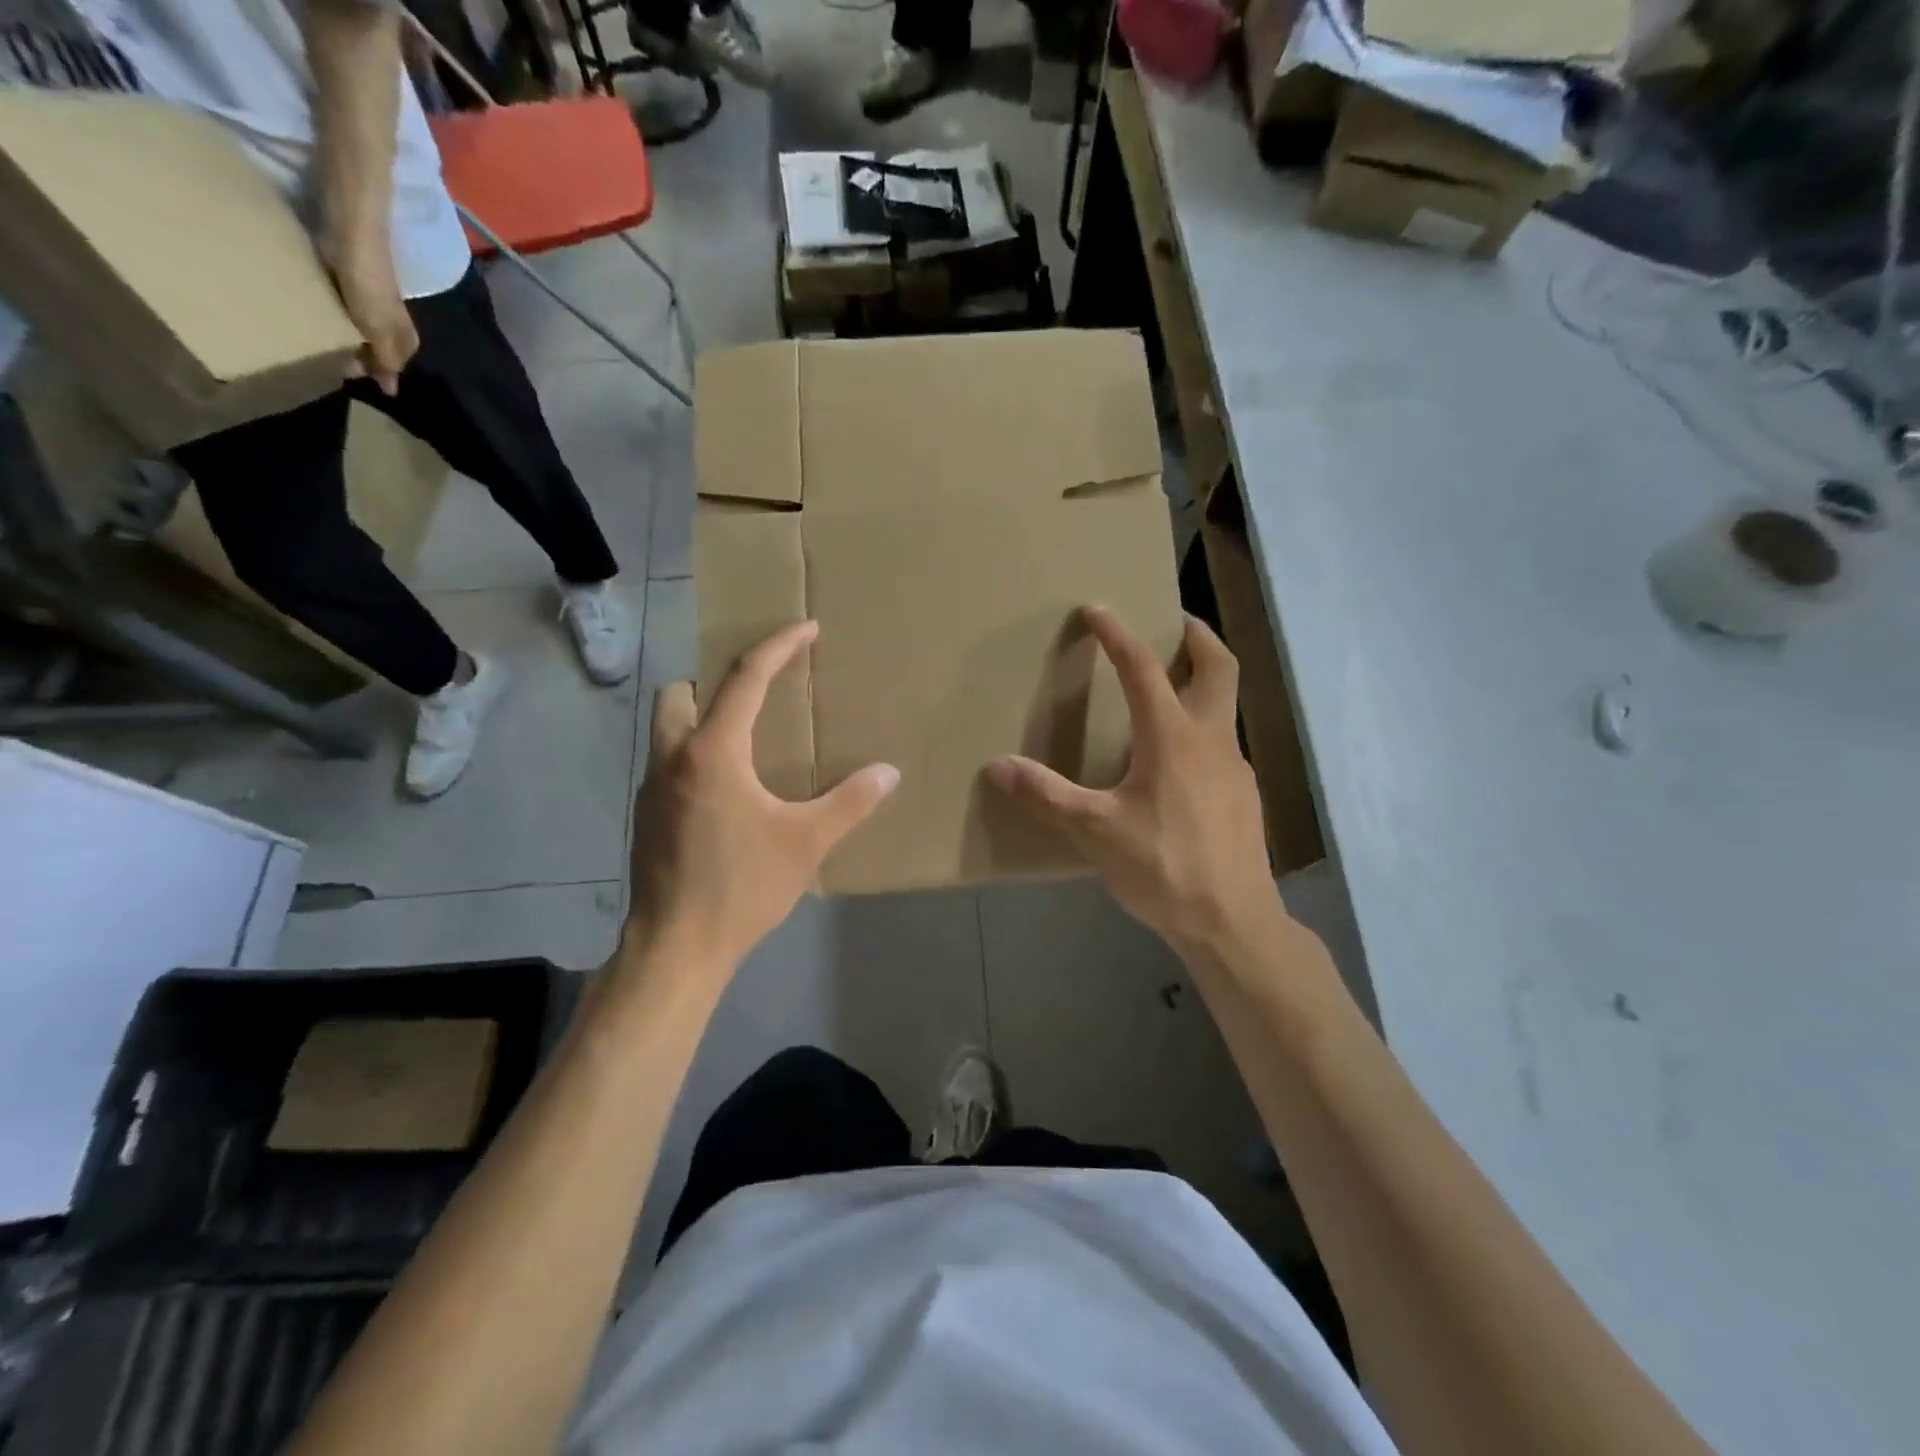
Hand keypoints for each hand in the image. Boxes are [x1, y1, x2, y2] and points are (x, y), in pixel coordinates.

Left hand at [330, 240, 417, 395]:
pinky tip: (317, 317)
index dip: (375, 374)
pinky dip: (332, 318)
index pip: (394, 366)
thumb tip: (391, 391)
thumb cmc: (368, 286)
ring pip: (360, 331)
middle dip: (360, 357)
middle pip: (378, 350)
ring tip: (320, 342)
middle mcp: (392, 324)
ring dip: (344, 338)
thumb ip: (386, 361)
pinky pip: (343, 311)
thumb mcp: (381, 332)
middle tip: (330, 362)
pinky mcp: (349, 285)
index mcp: (404, 338)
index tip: (347, 375)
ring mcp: (370, 304)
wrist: (350, 235)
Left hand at [626, 621, 899, 970]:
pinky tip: (727, 794)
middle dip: (715, 681)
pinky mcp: (646, 818)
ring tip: (747, 742)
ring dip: (702, 718)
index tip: (806, 628)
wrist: (675, 948)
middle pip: (681, 692)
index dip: (779, 646)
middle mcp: (674, 759)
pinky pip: (669, 765)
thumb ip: (850, 802)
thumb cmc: (742, 887)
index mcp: (714, 752)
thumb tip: (888, 772)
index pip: (746, 678)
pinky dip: (695, 757)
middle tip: (758, 696)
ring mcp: (651, 789)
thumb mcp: (806, 842)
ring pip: (668, 729)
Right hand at [987, 606, 1279, 956]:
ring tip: (1168, 688)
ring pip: (1225, 706)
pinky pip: (1222, 744)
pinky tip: (1178, 761)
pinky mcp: (1243, 796)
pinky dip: (1202, 728)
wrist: (1232, 922)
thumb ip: (1047, 795)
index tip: (1097, 609)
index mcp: (1172, 738)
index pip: (1143, 669)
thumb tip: (997, 765)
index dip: (1118, 635)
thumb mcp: (1095, 832)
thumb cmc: (1163, 868)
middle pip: (1219, 667)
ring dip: (1201, 683)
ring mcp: (1235, 768)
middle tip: (1172, 621)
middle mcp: (1211, 740)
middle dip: (1197, 635)